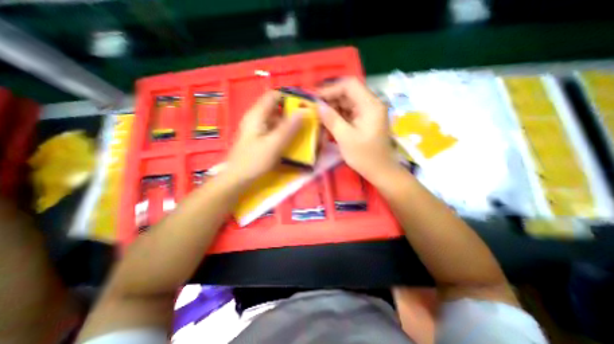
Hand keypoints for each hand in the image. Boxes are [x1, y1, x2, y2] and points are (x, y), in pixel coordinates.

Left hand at [225, 90, 301, 182]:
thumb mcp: (274, 143)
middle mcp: (256, 117)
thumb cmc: (255, 160)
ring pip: (275, 119)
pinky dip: (282, 130)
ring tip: (301, 129)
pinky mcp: (258, 137)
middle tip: (305, 119)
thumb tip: (304, 110)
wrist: (238, 178)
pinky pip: (273, 128)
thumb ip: (289, 127)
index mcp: (257, 114)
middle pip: (275, 107)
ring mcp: (256, 128)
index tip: (304, 106)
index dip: (289, 98)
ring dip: (288, 122)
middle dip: (291, 111)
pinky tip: (290, 138)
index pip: (274, 95)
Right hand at [317, 78, 398, 181]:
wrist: (380, 171)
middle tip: (314, 108)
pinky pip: (349, 113)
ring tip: (318, 115)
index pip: (350, 85)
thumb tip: (318, 105)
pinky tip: (327, 122)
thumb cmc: (365, 156)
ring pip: (347, 103)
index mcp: (370, 105)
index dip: (331, 89)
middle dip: (330, 99)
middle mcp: (371, 105)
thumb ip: (331, 119)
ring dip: (332, 108)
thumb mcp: (345, 138)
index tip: (315, 98)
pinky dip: (338, 116)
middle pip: (348, 93)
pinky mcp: (365, 121)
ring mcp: (368, 113)